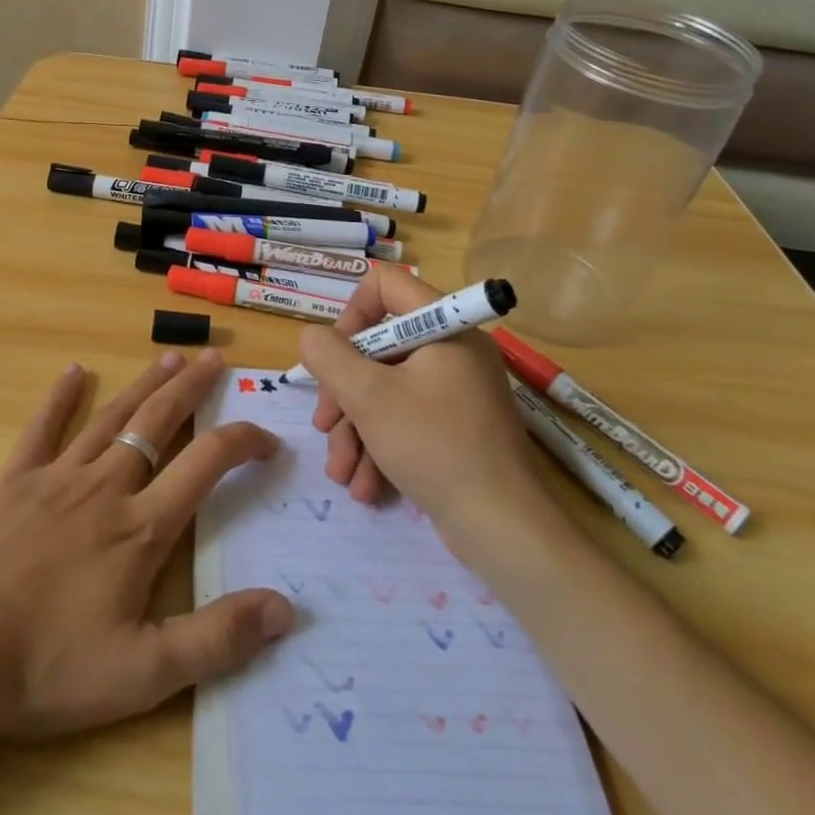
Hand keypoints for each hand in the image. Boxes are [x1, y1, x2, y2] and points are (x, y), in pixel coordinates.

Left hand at [0, 349, 292, 745]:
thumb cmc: (45, 666)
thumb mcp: (142, 673)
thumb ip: (217, 640)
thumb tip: (286, 609)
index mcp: (140, 527)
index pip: (206, 464)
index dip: (244, 443)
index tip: (269, 438)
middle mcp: (106, 486)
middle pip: (159, 423)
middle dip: (193, 389)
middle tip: (216, 359)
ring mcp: (57, 477)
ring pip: (112, 418)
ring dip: (145, 385)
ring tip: (171, 358)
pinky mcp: (14, 481)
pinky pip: (42, 428)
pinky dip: (60, 398)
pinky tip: (73, 372)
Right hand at [297, 270, 546, 536]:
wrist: (501, 530)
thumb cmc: (435, 446)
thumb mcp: (368, 396)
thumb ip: (329, 356)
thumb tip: (313, 338)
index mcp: (444, 326)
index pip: (386, 284)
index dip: (352, 314)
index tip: (335, 357)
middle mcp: (452, 350)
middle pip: (378, 346)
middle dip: (343, 391)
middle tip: (325, 426)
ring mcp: (455, 391)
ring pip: (386, 389)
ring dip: (355, 429)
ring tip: (341, 472)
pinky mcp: (454, 428)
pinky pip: (405, 419)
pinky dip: (379, 446)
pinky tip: (365, 487)